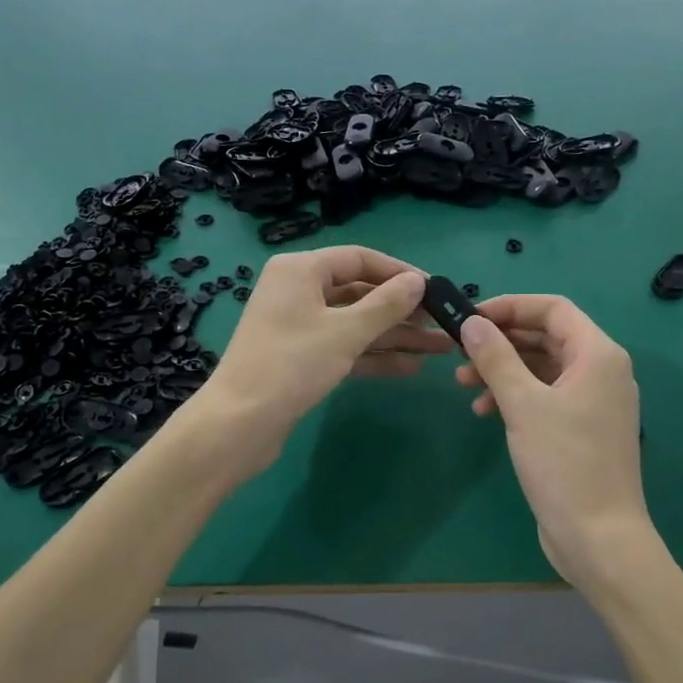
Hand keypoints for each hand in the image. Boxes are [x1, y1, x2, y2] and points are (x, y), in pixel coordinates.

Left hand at [196, 247, 448, 477]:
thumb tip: (419, 282)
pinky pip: (344, 347)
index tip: (434, 289)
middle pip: (359, 292)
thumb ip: (386, 305)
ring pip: (355, 323)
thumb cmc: (292, 365)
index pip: (359, 259)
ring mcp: (299, 326)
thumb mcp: (345, 332)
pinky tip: (410, 367)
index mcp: (301, 270)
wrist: (240, 424)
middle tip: (442, 322)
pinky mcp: (301, 357)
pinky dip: (373, 355)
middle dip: (402, 310)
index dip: (399, 272)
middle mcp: (298, 291)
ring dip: (395, 336)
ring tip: (440, 348)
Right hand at [455, 296, 649, 581]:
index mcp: (598, 355)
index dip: (511, 307)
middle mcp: (601, 371)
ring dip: (503, 370)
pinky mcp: (582, 428)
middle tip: (460, 351)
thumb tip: (472, 323)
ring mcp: (593, 401)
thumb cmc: (564, 463)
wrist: (598, 537)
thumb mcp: (523, 405)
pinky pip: (546, 396)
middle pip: (547, 337)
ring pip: (543, 368)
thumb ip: (496, 358)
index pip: (553, 309)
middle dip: (502, 341)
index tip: (471, 318)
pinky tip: (485, 411)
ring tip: (463, 384)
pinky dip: (516, 396)